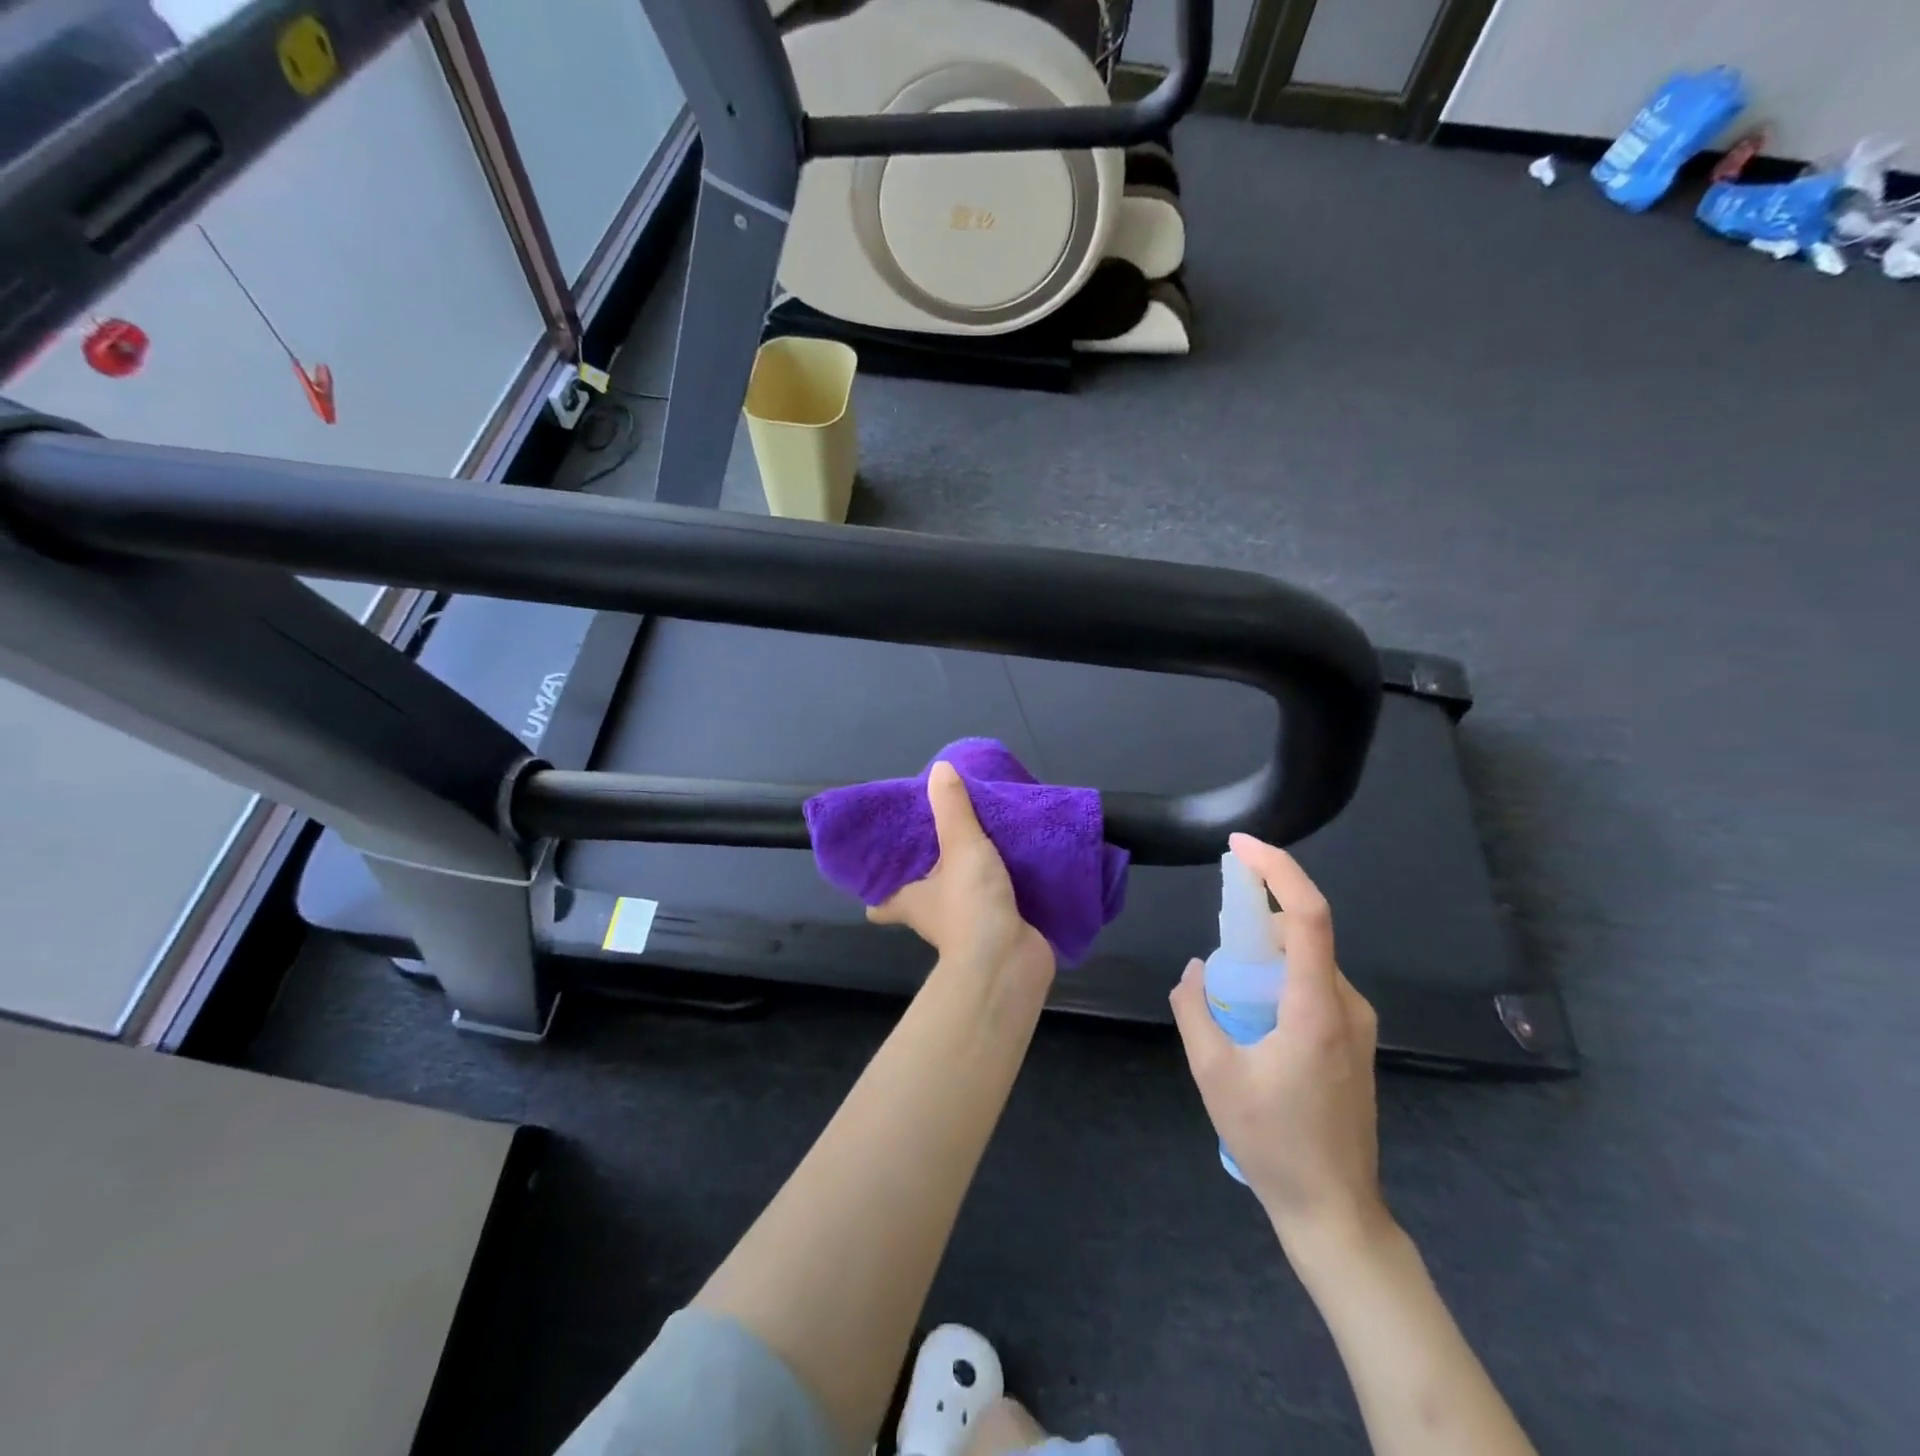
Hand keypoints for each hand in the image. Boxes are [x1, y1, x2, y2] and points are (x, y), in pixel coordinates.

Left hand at [868, 761, 1054, 982]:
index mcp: (911, 901)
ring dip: (968, 878)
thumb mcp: (960, 846)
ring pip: (960, 897)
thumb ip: (952, 809)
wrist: (1011, 961)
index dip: (877, 889)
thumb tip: (939, 769)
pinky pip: (995, 903)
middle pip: (922, 894)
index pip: (882, 902)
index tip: (881, 867)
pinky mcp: (998, 931)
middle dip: (929, 873)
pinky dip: (1001, 888)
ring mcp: (967, 927)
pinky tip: (1015, 866)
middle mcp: (932, 917)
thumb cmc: (971, 904)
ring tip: (979, 843)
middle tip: (939, 838)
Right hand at [1169, 833, 1387, 1254]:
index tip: (1239, 846)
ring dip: (1266, 956)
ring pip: (1309, 960)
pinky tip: (1254, 1018)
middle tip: (1217, 949)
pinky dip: (1280, 978)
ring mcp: (1358, 1024)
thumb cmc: (1273, 1142)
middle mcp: (1348, 1005)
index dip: (1278, 869)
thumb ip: (1195, 1009)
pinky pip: (1315, 985)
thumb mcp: (1214, 1074)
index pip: (1309, 915)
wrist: (1335, 1210)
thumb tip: (1196, 970)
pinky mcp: (1355, 1040)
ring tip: (1230, 996)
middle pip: (1305, 934)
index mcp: (1317, 1008)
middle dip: (1257, 921)